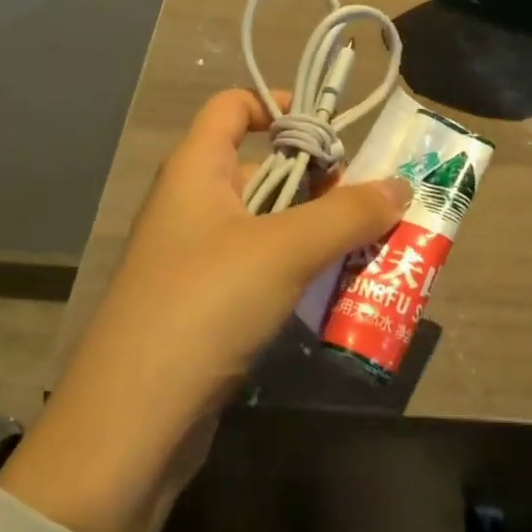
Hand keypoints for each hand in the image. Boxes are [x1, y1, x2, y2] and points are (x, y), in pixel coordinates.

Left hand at [3, 89, 409, 531]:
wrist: (130, 425)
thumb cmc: (204, 306)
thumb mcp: (284, 250)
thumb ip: (346, 214)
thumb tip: (401, 185)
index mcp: (196, 169)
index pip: (234, 106)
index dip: (280, 106)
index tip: (334, 132)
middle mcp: (194, 204)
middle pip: (264, 167)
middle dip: (323, 182)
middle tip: (377, 205)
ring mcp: (199, 258)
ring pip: (271, 225)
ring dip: (320, 233)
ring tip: (376, 249)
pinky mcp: (209, 306)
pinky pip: (264, 270)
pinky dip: (301, 273)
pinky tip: (338, 292)